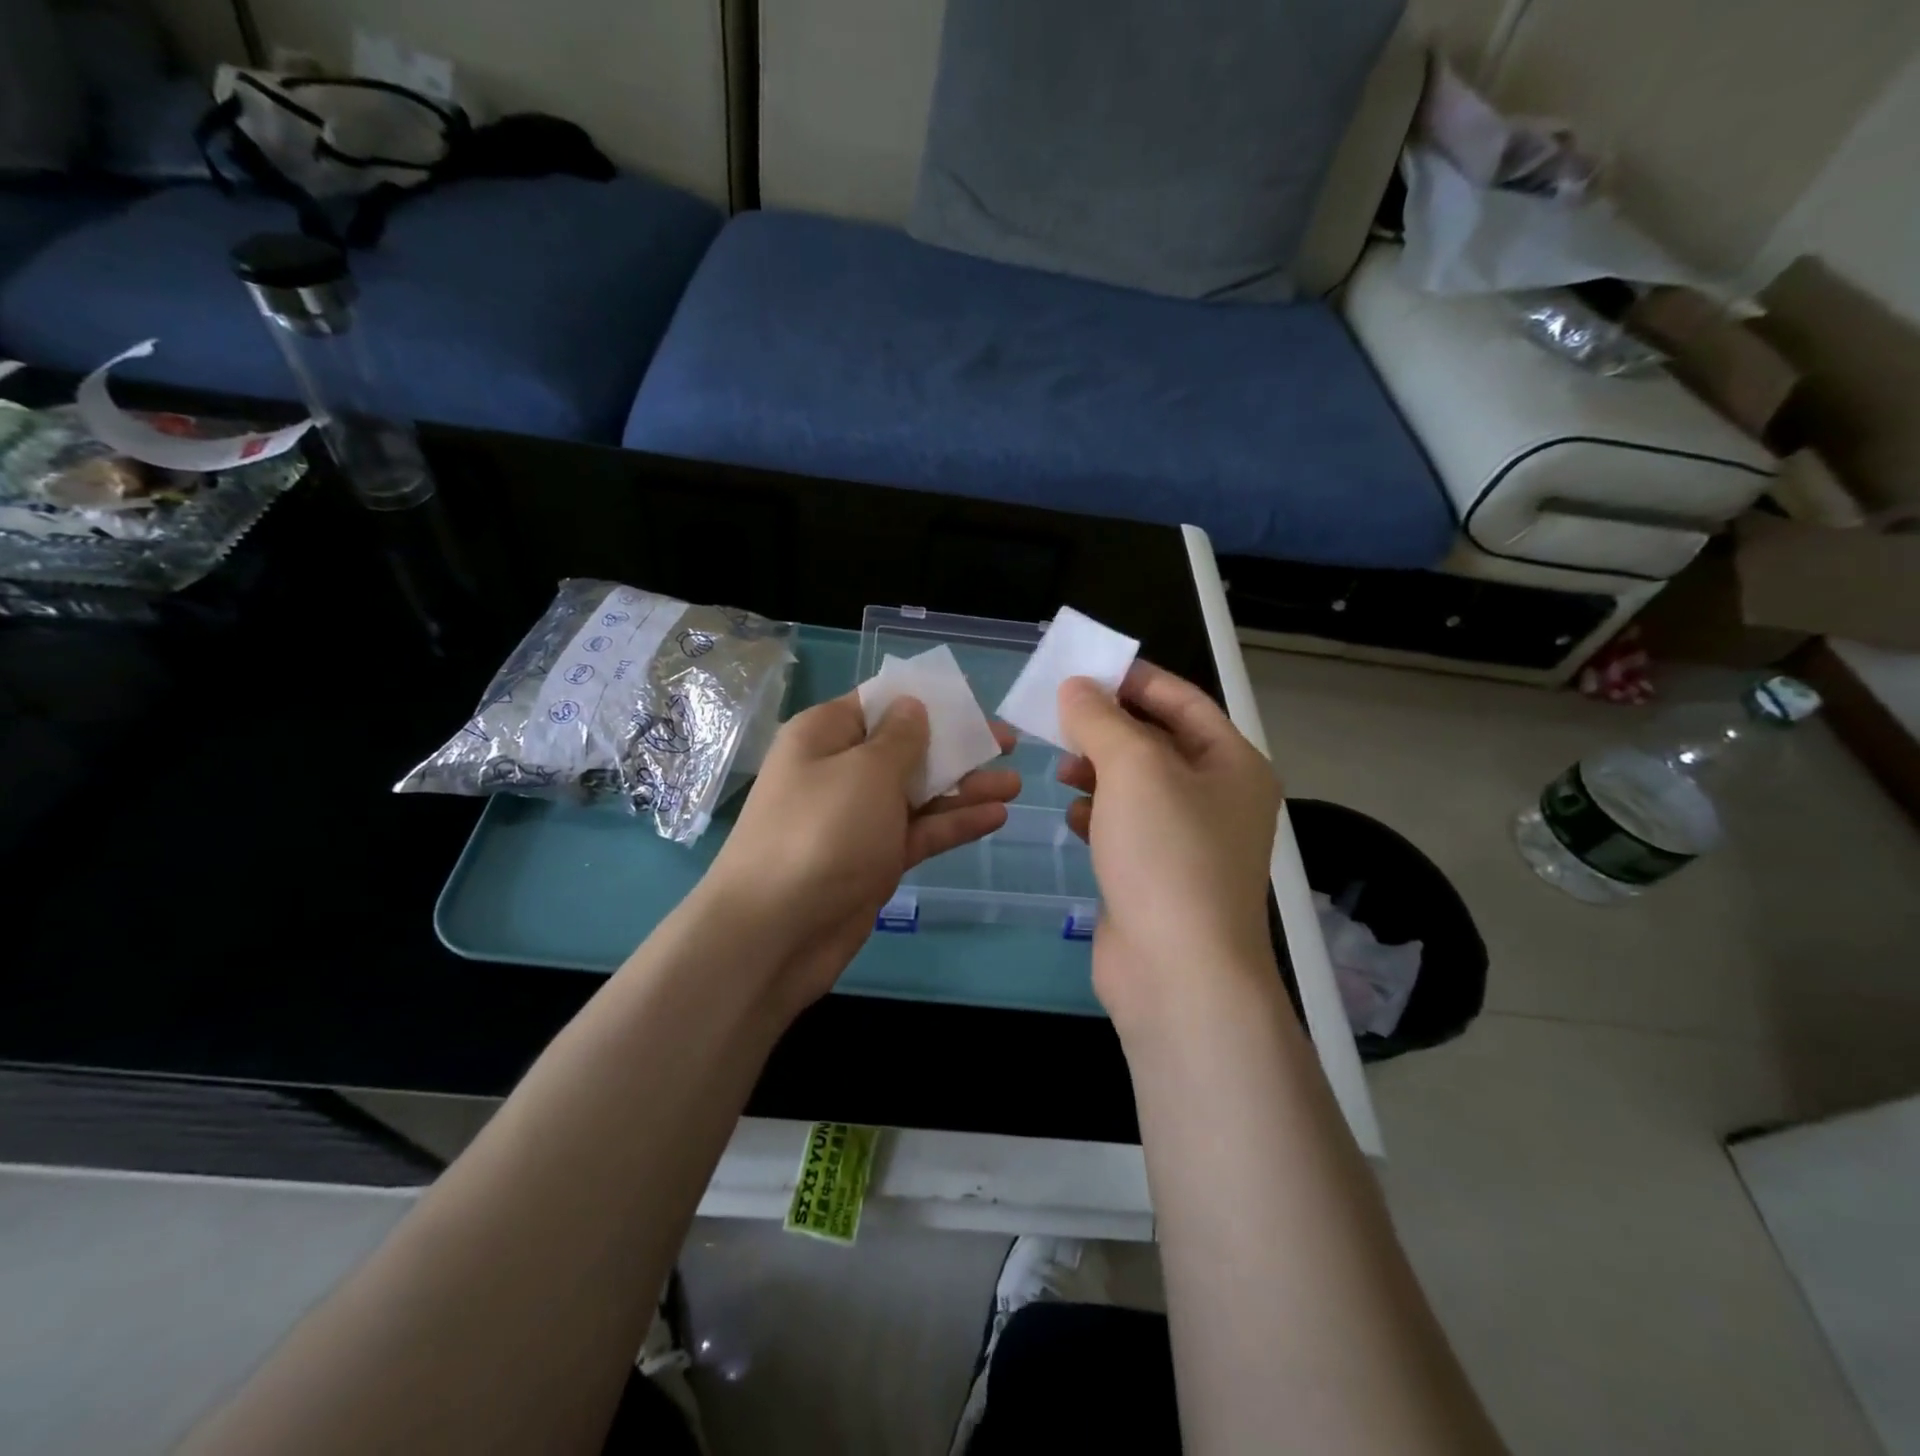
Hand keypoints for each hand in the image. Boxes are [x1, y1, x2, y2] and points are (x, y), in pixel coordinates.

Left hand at [705, 692, 1019, 1010]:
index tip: (970, 702)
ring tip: (1014, 783)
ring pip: (918, 794)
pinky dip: (953, 824)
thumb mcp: (866, 772)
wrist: (775, 933)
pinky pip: (918, 832)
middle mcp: (839, 772)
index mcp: (825, 736)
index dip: (924, 700)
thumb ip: (900, 738)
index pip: (878, 704)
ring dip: (964, 788)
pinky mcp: (873, 861)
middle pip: (905, 749)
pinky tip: (996, 816)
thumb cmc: (822, 832)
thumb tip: (912, 705)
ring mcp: (857, 820)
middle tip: (1008, 744)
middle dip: (955, 746)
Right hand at [1056, 662, 1281, 1027]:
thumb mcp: (1133, 768)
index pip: (1181, 700)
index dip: (1133, 679)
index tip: (1082, 669)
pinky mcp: (1157, 876)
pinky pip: (1125, 827)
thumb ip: (1101, 718)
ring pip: (1136, 786)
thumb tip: (1076, 688)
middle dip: (1107, 727)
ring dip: (1098, 770)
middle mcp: (1217, 798)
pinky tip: (1073, 815)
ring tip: (1060, 767)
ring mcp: (1188, 841)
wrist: (1177, 972)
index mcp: (1232, 763)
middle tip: (1058, 717)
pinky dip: (1098, 814)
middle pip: (1157, 742)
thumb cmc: (1166, 854)